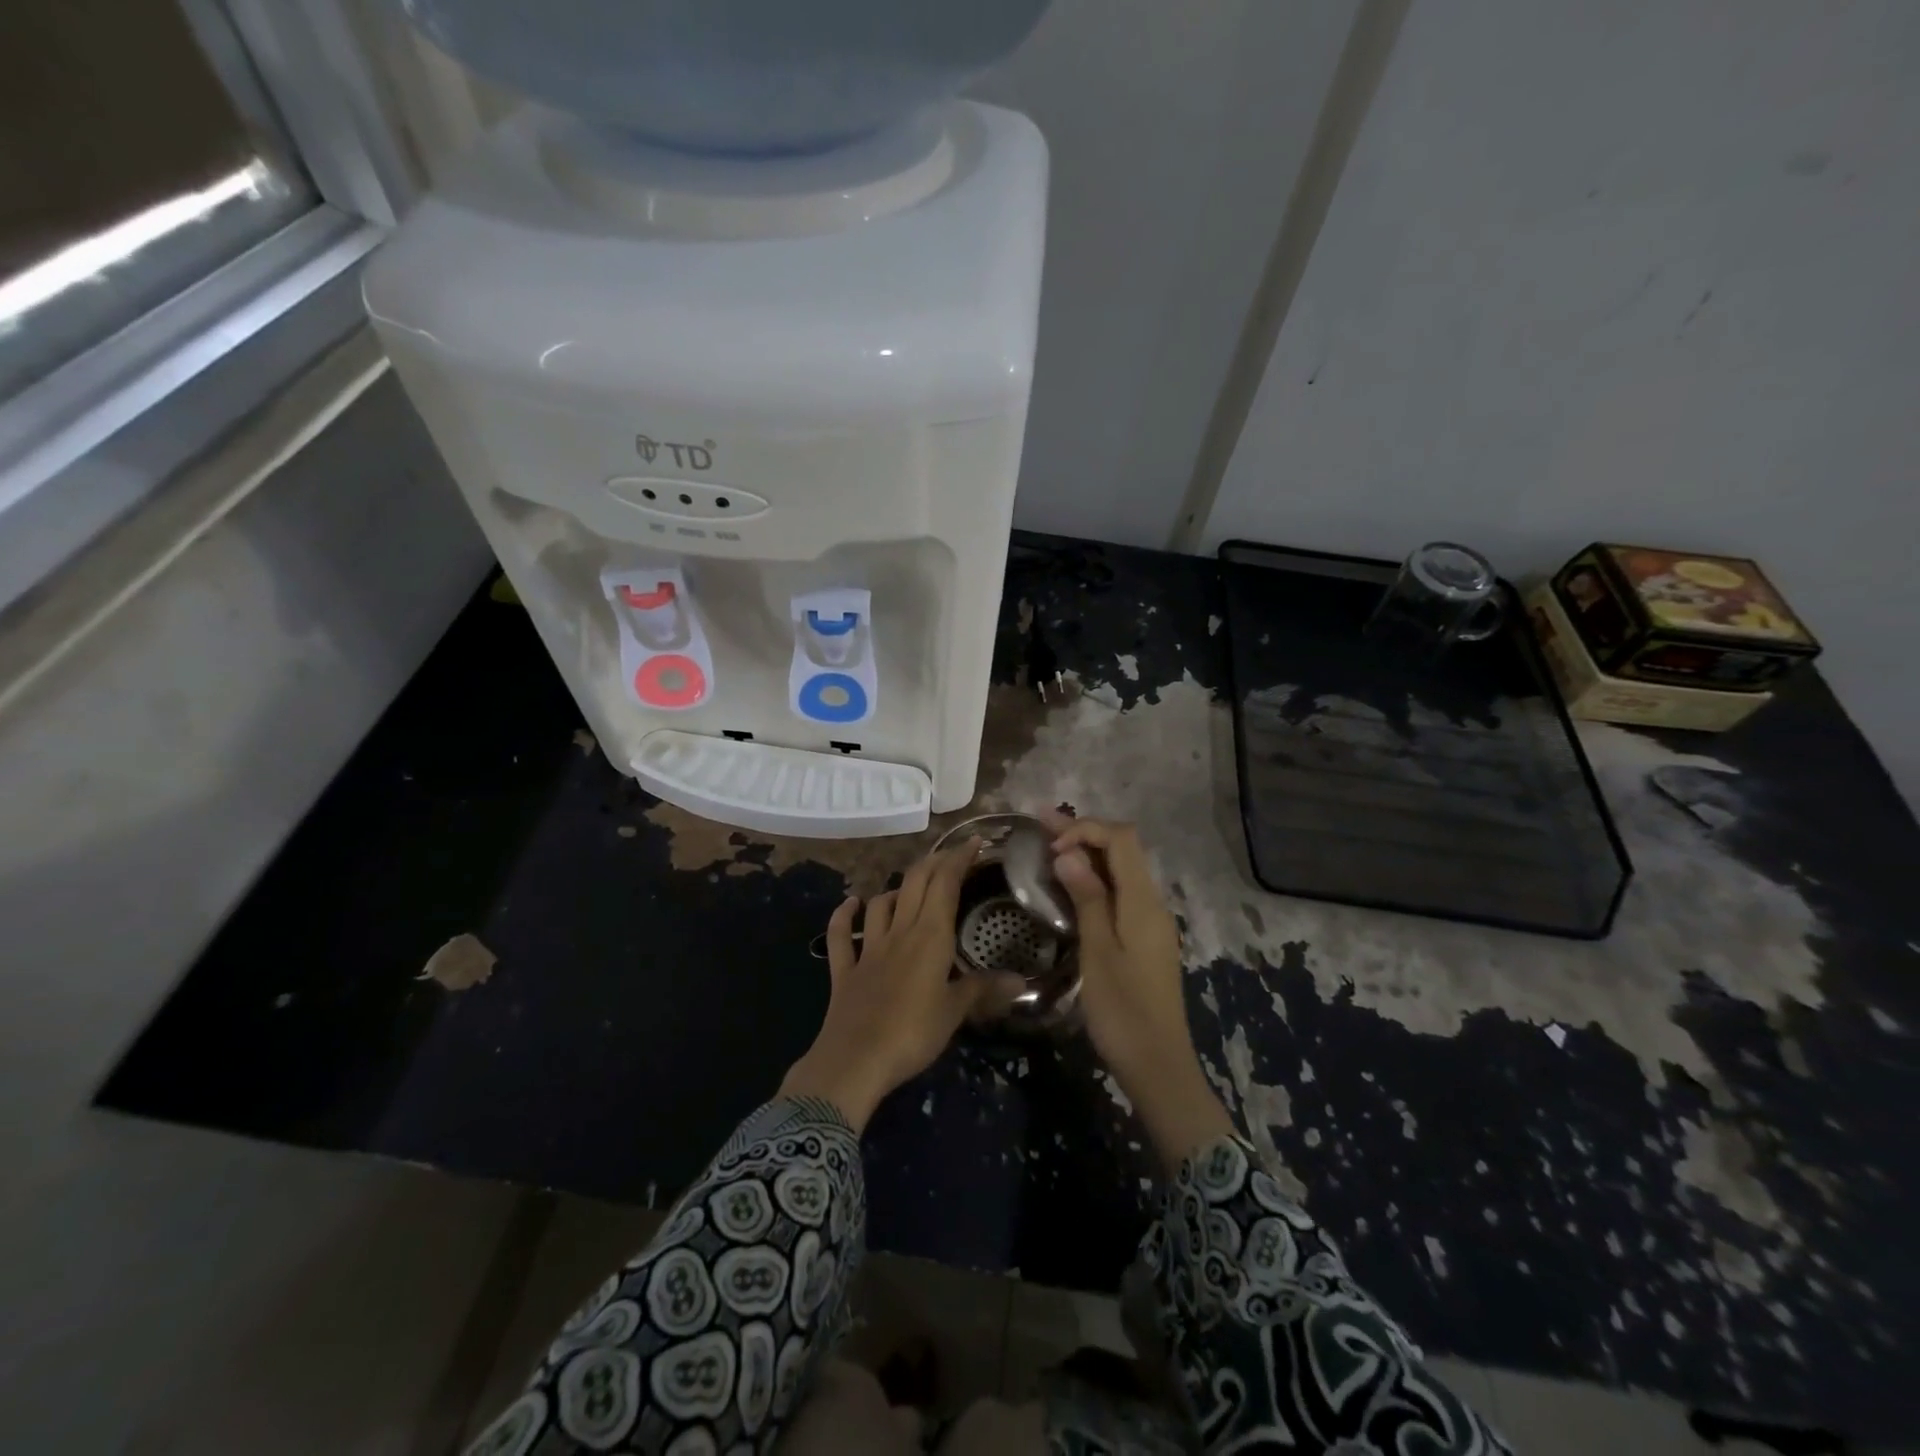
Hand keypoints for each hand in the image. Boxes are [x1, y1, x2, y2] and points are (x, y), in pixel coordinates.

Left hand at [781, 839, 1023, 1131]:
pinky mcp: (844, 969)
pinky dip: (844, 916)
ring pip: (881, 904)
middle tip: (950, 857)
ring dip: (896, 889)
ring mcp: (868, 949)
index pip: (945, 884)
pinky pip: (841, 936)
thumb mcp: (954, 1013)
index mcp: (929, 937)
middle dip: (933, 863)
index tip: (974, 842)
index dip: (959, 859)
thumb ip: (983, 990)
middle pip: (914, 884)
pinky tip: (850, 904)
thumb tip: (1020, 981)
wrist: (854, 1060)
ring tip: (910, 887)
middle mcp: (899, 932)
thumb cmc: (913, 1034)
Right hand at [1046, 814, 1234, 1169]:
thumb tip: (1068, 853)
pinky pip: (1120, 892)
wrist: (1157, 1064)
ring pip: (1121, 870)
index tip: (1049, 844)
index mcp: (1143, 901)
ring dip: (1088, 853)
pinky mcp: (1144, 938)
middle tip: (1041, 825)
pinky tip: (1070, 886)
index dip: (1085, 829)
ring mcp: (1150, 921)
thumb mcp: (1098, 951)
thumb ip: (1087, 898)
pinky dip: (1094, 879)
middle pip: (1122, 849)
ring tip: (1049, 846)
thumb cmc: (1123, 1010)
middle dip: (1083, 832)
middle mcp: (1152, 903)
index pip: (1120, 839)